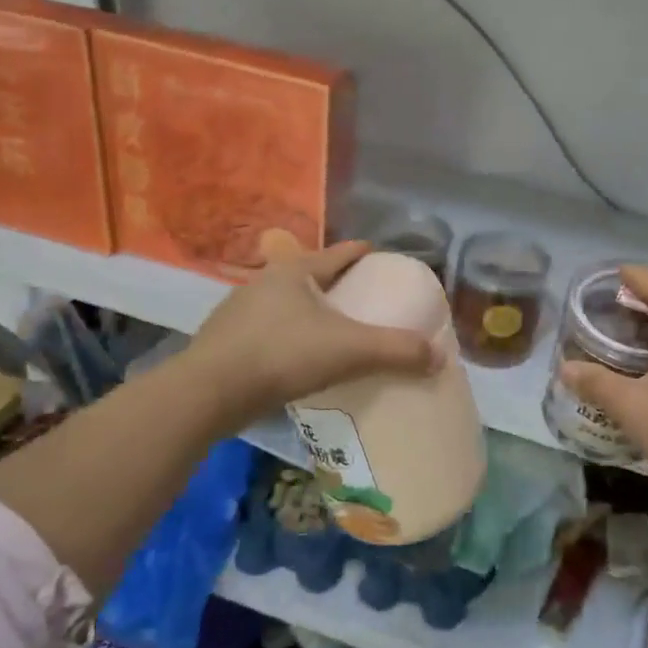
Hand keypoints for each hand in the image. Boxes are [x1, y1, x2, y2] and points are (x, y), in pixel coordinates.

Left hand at [184, 240, 435, 433]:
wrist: (207, 393)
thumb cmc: (281, 355)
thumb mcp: (349, 350)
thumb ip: (396, 350)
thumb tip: (439, 356)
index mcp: (294, 271)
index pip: (338, 253)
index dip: (363, 253)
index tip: (381, 257)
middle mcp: (265, 282)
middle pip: (312, 276)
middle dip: (338, 285)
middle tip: (365, 300)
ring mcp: (240, 311)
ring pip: (288, 305)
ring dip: (311, 313)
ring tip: (335, 331)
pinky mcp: (227, 342)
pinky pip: (270, 331)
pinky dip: (291, 338)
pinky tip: (300, 359)